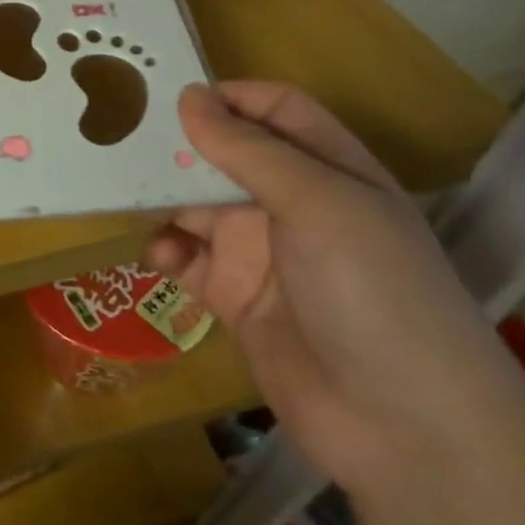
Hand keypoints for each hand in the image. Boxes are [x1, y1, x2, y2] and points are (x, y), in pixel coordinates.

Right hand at [144, 82, 524, 489]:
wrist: (404, 428)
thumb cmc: (372, 291)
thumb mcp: (317, 204)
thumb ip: (247, 149)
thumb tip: (188, 95)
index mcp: (328, 169)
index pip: (275, 109)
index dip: (228, 97)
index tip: (169, 98)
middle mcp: (293, 203)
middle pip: (224, 155)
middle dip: (178, 147)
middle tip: (120, 141)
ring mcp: (262, 252)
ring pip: (196, 205)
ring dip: (162, 200)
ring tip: (126, 197)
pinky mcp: (234, 296)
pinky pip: (187, 258)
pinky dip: (166, 249)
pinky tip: (160, 256)